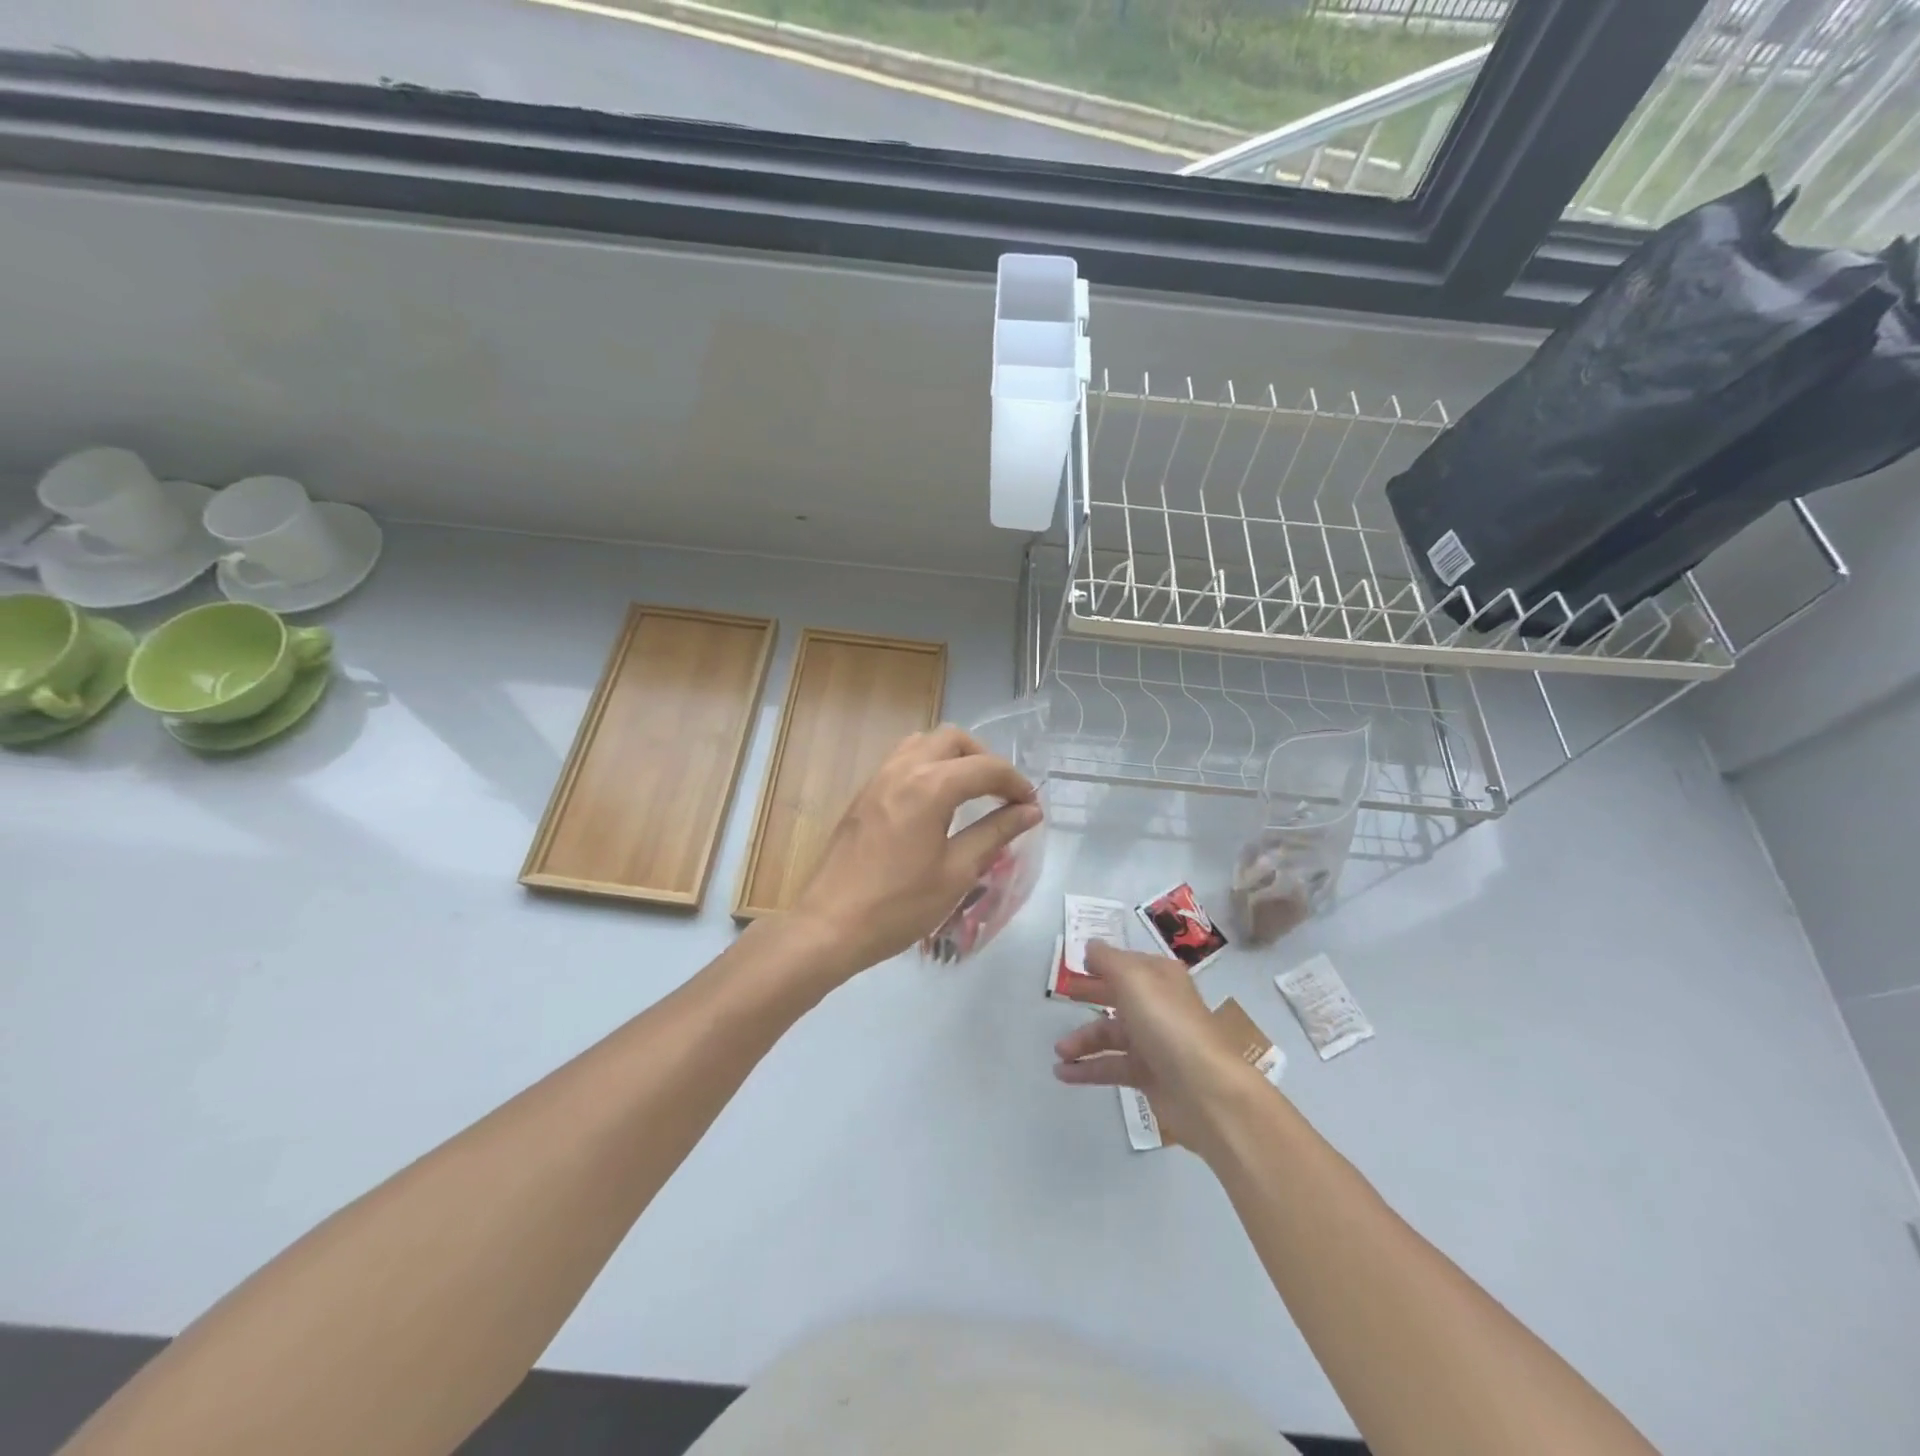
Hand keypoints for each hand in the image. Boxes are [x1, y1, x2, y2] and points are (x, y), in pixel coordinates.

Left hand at [787, 726, 1041, 980]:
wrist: (830, 925)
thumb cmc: (899, 905)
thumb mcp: (957, 872)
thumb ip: (995, 833)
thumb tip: (1029, 812)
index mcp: (930, 786)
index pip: (985, 768)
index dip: (1015, 783)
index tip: (1030, 806)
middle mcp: (903, 770)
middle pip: (953, 739)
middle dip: (984, 759)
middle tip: (1000, 793)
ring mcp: (878, 779)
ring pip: (923, 743)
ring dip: (953, 757)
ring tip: (970, 792)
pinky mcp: (864, 794)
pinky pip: (902, 760)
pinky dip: (928, 766)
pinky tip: (936, 803)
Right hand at [1051, 941, 1265, 1154]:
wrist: (1205, 1091)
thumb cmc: (1167, 1024)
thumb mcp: (1133, 979)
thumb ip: (1108, 960)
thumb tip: (1091, 946)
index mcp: (1160, 977)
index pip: (1127, 963)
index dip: (1102, 962)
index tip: (1076, 964)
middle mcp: (1159, 1005)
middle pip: (1118, 995)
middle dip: (1090, 994)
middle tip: (1061, 995)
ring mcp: (1155, 1042)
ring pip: (1112, 1034)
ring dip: (1083, 1040)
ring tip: (1059, 1050)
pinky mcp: (1150, 1076)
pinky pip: (1112, 1066)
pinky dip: (1088, 1068)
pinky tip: (1063, 1073)